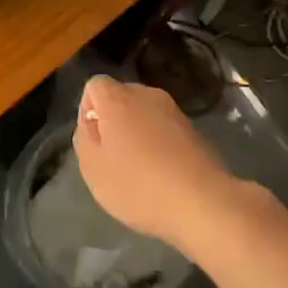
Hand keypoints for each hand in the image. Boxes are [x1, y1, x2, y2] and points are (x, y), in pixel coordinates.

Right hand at [72, 76, 236, 253]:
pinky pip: (165, 130)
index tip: (94, 142)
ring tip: (139, 171)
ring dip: (138, 135)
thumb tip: (92, 122)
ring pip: (144, 115)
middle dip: (113, 122)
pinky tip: (162, 176)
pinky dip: (159, 146)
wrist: (202, 202)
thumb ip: (84, 138)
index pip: (94, 85)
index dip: (87, 111)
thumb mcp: (93, 168)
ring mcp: (174, 111)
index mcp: (118, 98)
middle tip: (113, 159)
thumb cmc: (138, 184)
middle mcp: (146, 95)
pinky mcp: (193, 130)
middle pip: (121, 98)